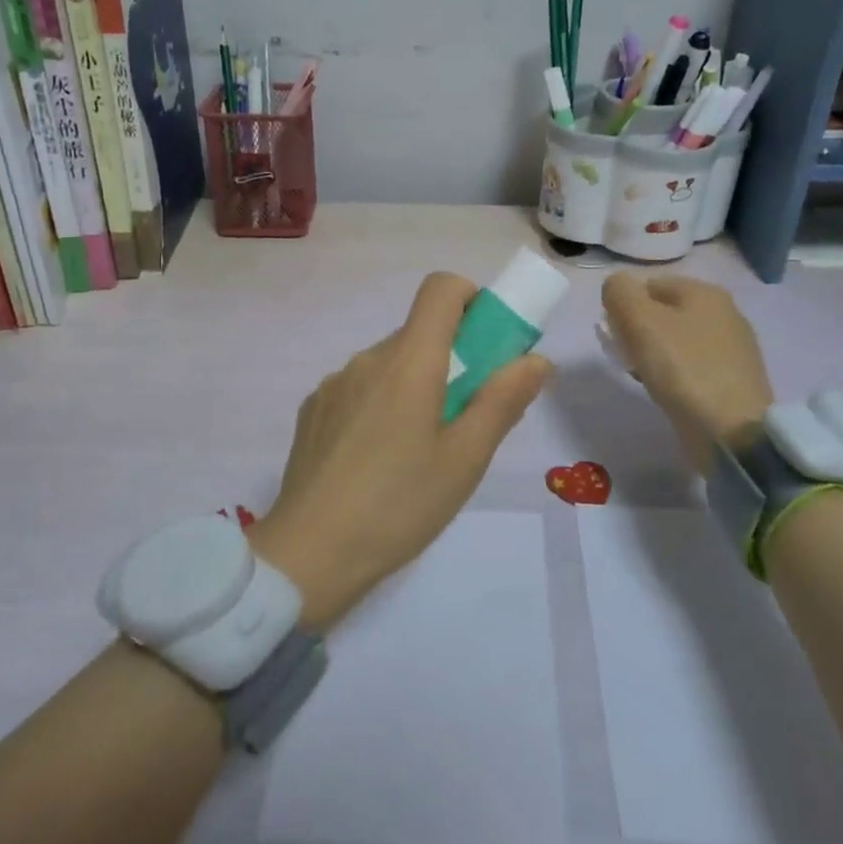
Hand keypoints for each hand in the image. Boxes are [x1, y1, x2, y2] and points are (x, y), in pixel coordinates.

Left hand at [253, 273, 551, 628]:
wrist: (308, 554)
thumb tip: (535, 360)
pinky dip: (380, 405)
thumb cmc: (399, 505)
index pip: (441, 288)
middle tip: (464, 419)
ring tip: (418, 452)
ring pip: (389, 365)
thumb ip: (503, 401)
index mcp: (409, 361)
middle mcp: (367, 359)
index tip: (487, 343)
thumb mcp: (465, 459)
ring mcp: (334, 384)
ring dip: (414, 386)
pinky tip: (376, 461)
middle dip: (451, 359)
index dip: (471, 300)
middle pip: (418, 333)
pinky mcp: (313, 410)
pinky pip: (359, 389)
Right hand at [601, 274, 773, 471]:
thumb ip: (619, 292)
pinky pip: (693, 365)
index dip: (625, 306)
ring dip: (655, 353)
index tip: (615, 335)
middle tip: (626, 357)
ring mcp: (734, 347)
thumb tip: (616, 285)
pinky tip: (669, 391)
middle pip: (665, 312)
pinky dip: (676, 373)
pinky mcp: (736, 379)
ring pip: (678, 340)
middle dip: (639, 331)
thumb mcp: (639, 320)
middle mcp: (725, 312)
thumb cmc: (682, 368)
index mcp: (704, 291)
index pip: (649, 284)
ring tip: (644, 376)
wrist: (731, 431)